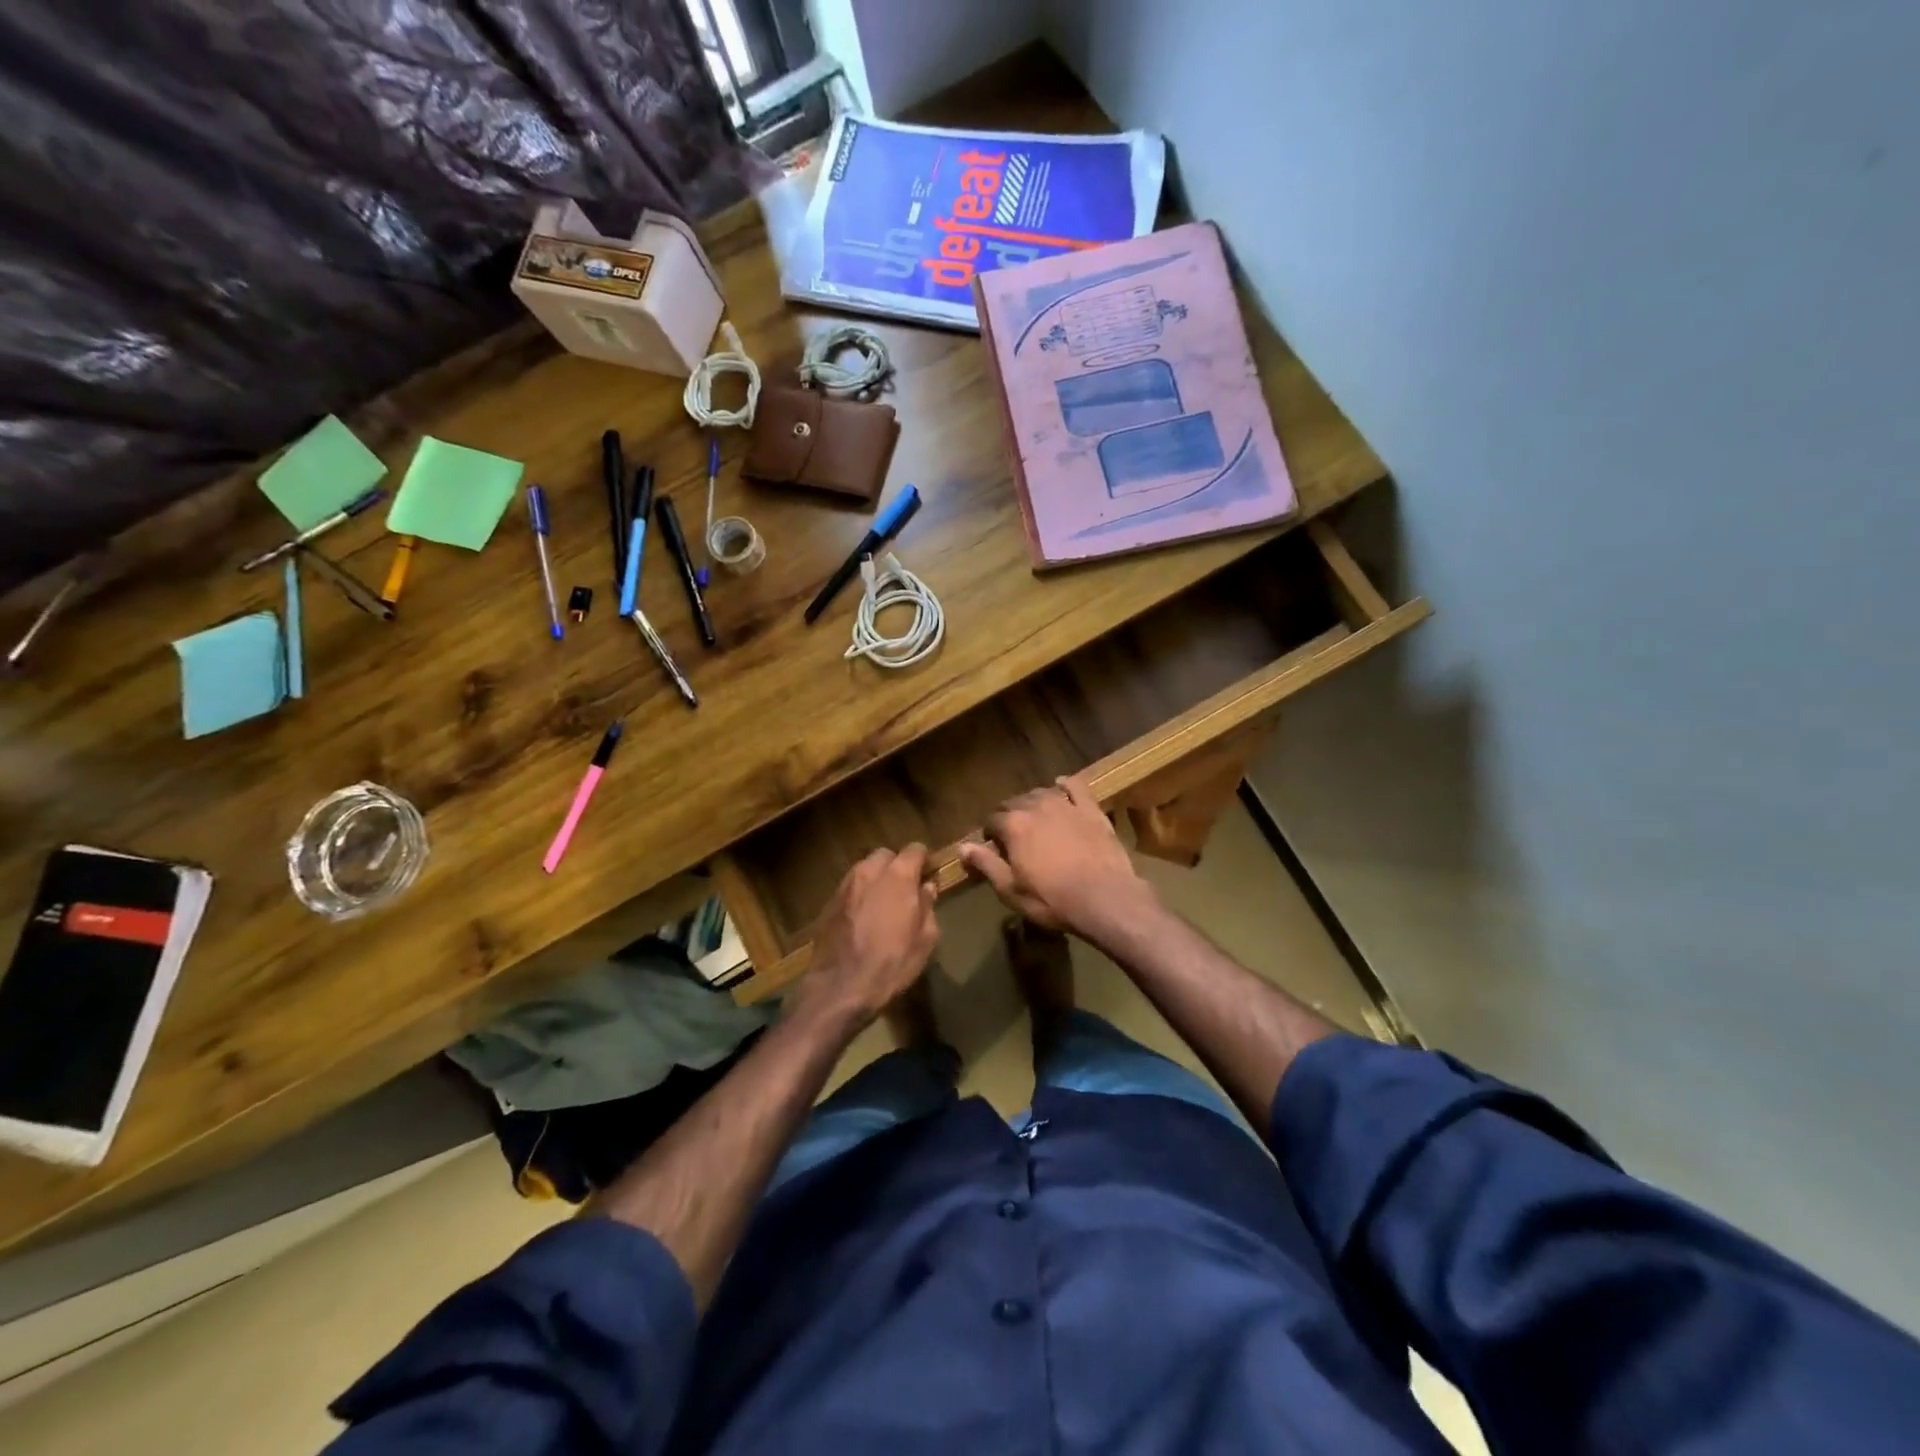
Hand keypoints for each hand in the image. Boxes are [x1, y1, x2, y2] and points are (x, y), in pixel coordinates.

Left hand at [792, 844, 939, 1031]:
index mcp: (898, 876)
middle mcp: (869, 872)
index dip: (924, 859)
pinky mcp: (828, 903)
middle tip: (905, 887)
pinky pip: (849, 888)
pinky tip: (863, 916)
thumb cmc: (892, 964)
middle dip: (897, 865)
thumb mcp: (925, 940)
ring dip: (876, 878)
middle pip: (886, 855)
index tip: (929, 872)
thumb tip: (927, 888)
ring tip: (883, 901)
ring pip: (864, 869)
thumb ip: (928, 907)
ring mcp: (845, 886)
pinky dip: (859, 894)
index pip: (915, 849)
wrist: (840, 987)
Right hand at [960, 775, 1147, 940]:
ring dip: (1033, 802)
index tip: (994, 847)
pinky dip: (1066, 785)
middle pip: (1014, 803)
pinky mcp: (1091, 809)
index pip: (992, 820)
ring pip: (1041, 793)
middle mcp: (1036, 806)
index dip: (990, 833)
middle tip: (1013, 835)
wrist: (1105, 898)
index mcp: (1013, 825)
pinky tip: (1062, 786)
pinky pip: (1076, 787)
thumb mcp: (1011, 890)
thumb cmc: (1052, 899)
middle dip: (1009, 816)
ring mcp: (1066, 805)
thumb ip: (986, 864)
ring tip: (1035, 817)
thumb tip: (962, 847)